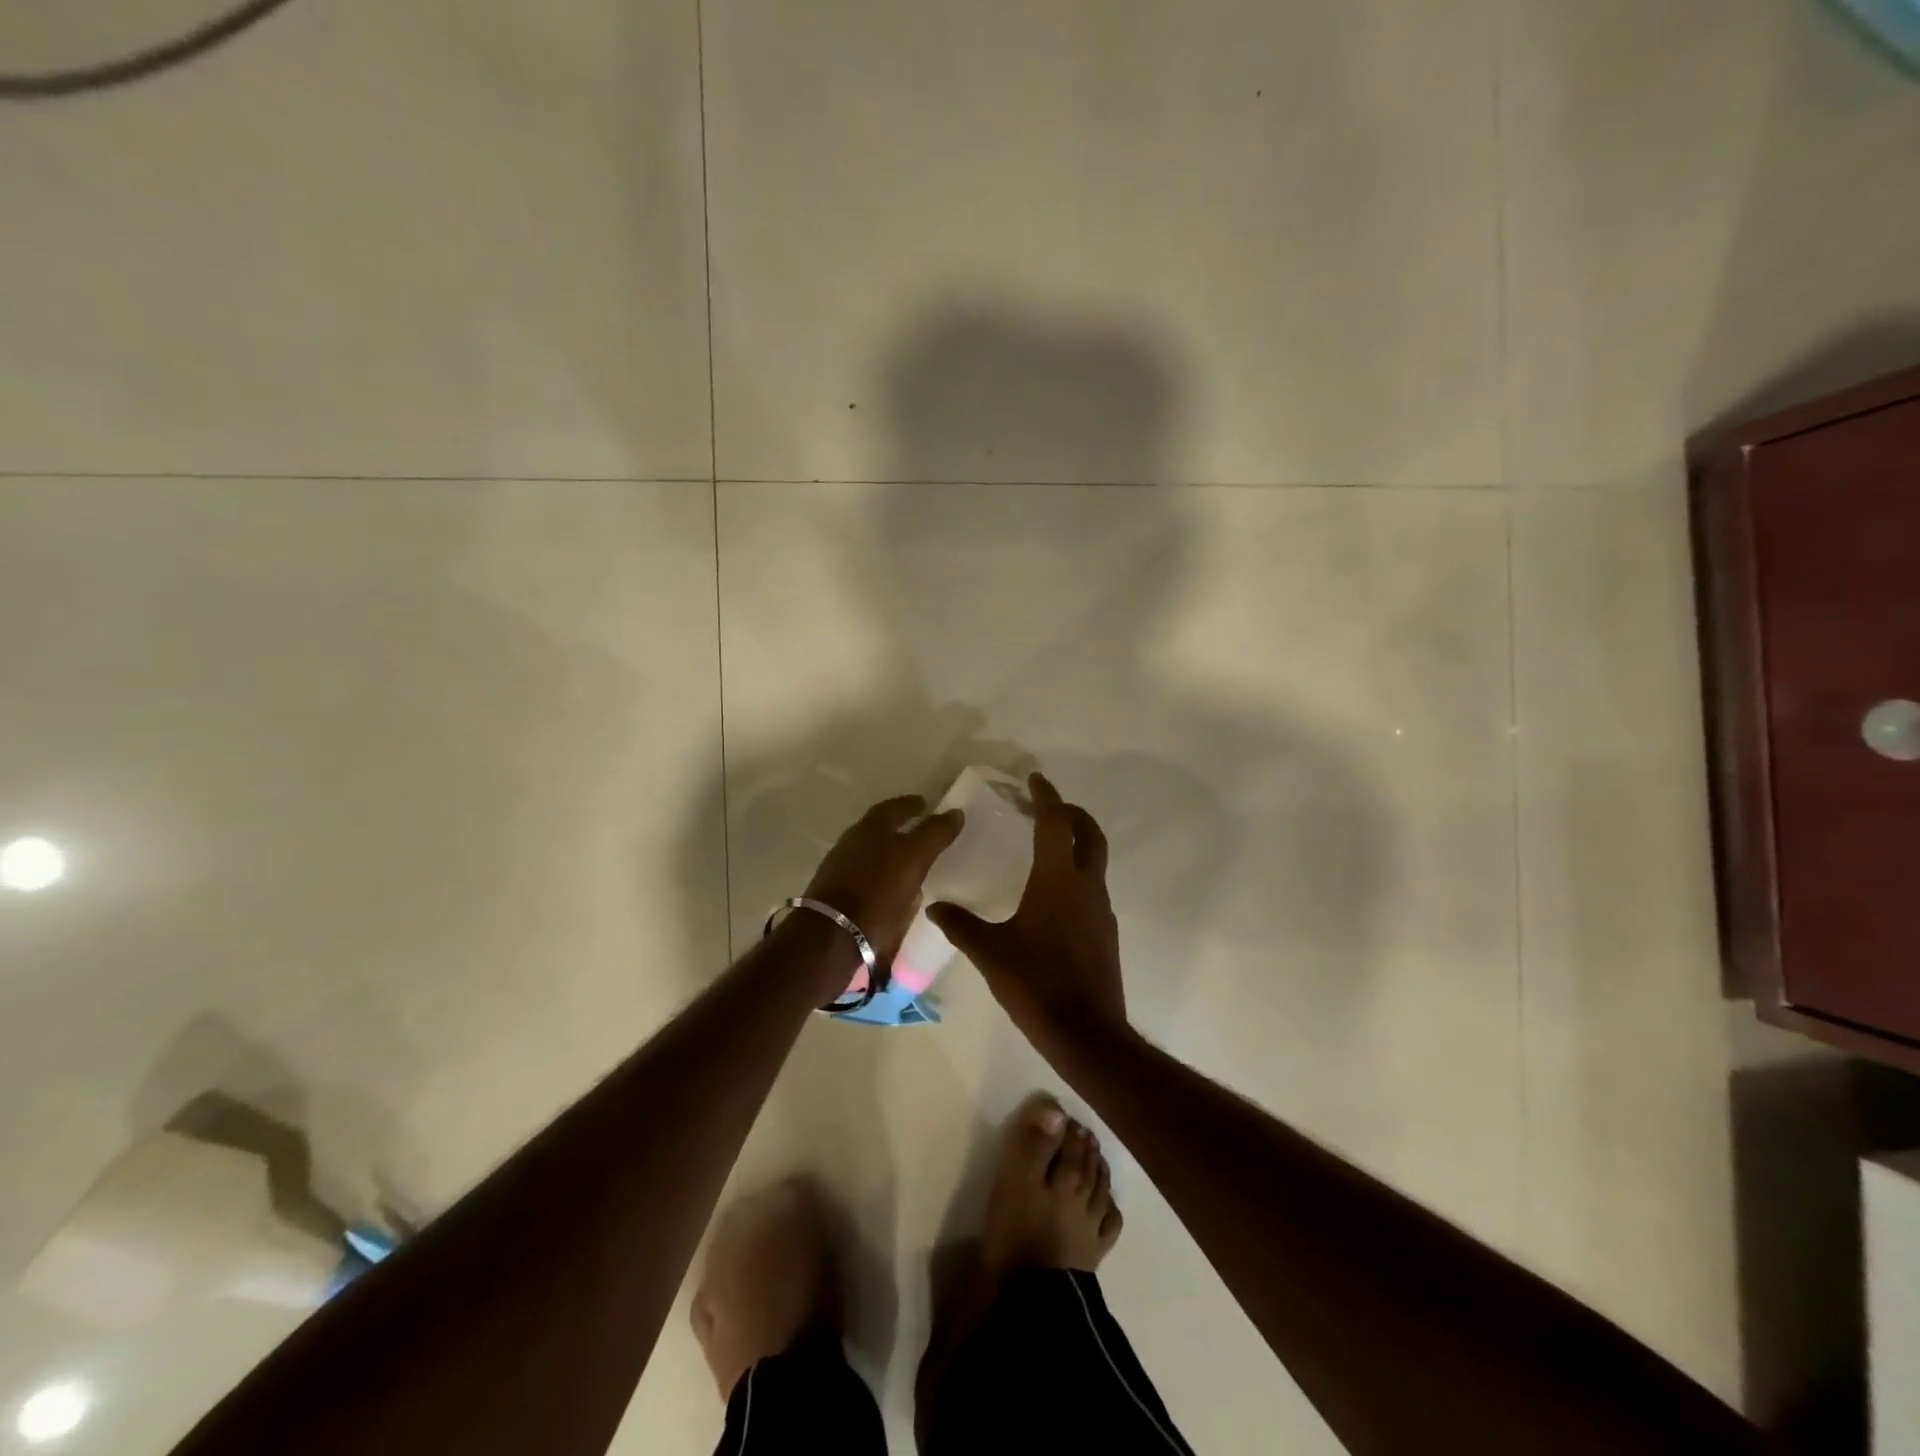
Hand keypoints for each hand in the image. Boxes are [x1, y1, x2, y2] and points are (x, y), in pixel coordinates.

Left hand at [804, 795, 964, 967]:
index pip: (894, 806)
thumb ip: (935, 833)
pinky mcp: (835, 893)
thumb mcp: (915, 858)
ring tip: (911, 864)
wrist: (832, 934)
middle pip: (879, 828)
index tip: (926, 805)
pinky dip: (881, 876)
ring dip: (890, 854)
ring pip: (871, 853)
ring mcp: (840, 867)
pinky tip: (892, 890)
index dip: (911, 804)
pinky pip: (865, 876)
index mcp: (871, 827)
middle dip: (900, 828)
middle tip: (921, 833)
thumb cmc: (878, 890)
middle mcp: (852, 841)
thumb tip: (955, 812)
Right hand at [928, 773, 1127, 1050]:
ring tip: (1044, 845)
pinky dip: (1076, 871)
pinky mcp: (1105, 930)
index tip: (1034, 780)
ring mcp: (1100, 908)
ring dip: (1075, 842)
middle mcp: (1085, 886)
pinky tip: (1051, 892)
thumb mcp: (990, 952)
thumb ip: (961, 925)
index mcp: (1058, 880)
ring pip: (1094, 859)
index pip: (1055, 823)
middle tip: (1045, 806)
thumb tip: (935, 906)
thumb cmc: (1036, 984)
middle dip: (1070, 813)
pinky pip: (1092, 885)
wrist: (1085, 1032)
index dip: (1045, 797)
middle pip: (1088, 834)